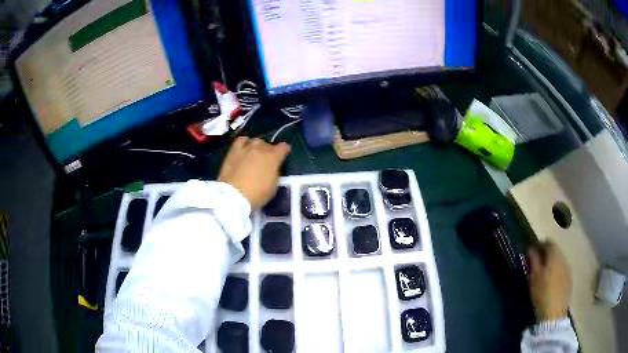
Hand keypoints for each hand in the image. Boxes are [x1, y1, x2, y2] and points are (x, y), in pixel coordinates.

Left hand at [218, 137, 290, 208]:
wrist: (233, 195)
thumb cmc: (257, 194)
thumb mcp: (273, 186)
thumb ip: (275, 173)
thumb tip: (272, 168)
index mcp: (273, 157)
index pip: (283, 147)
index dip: (285, 150)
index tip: (284, 154)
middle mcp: (260, 148)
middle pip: (268, 144)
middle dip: (269, 150)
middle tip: (266, 160)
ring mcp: (246, 148)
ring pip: (255, 141)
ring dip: (257, 146)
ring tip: (255, 154)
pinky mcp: (233, 151)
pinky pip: (241, 140)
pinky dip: (244, 143)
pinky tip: (244, 149)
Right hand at [527, 240, 571, 321]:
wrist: (554, 314)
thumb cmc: (542, 293)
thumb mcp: (534, 277)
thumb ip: (533, 260)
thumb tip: (531, 248)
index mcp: (555, 255)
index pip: (548, 242)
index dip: (539, 245)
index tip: (532, 252)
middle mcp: (564, 258)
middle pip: (555, 250)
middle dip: (546, 254)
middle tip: (537, 264)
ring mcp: (568, 269)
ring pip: (559, 260)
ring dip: (552, 263)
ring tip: (544, 274)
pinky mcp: (569, 280)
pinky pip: (562, 270)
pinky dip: (556, 272)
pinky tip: (551, 282)